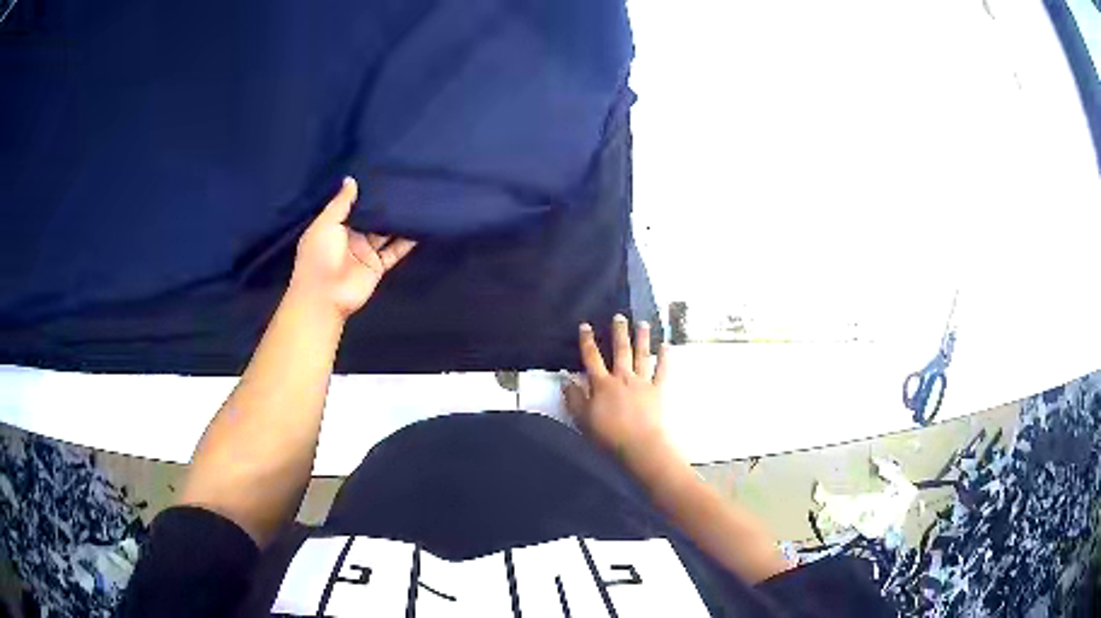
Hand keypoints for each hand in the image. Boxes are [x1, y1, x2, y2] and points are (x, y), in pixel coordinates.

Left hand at [291, 177, 415, 317]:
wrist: (324, 296)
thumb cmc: (318, 256)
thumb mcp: (325, 224)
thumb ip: (341, 203)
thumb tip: (351, 179)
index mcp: (335, 226)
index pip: (353, 205)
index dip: (365, 193)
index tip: (380, 173)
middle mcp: (352, 237)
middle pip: (371, 218)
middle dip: (384, 204)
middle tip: (403, 181)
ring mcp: (366, 252)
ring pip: (385, 232)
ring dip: (398, 220)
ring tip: (416, 199)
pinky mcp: (378, 266)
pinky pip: (395, 251)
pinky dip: (408, 241)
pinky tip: (421, 226)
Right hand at [564, 314, 669, 466]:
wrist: (640, 445)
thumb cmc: (608, 435)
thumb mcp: (583, 419)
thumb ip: (573, 398)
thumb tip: (565, 380)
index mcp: (602, 384)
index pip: (592, 358)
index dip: (587, 341)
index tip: (585, 326)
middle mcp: (623, 378)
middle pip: (621, 351)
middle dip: (619, 332)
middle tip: (619, 316)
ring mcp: (643, 382)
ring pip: (642, 356)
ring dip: (642, 338)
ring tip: (643, 323)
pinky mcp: (659, 391)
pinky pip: (662, 371)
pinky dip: (664, 358)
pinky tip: (666, 346)